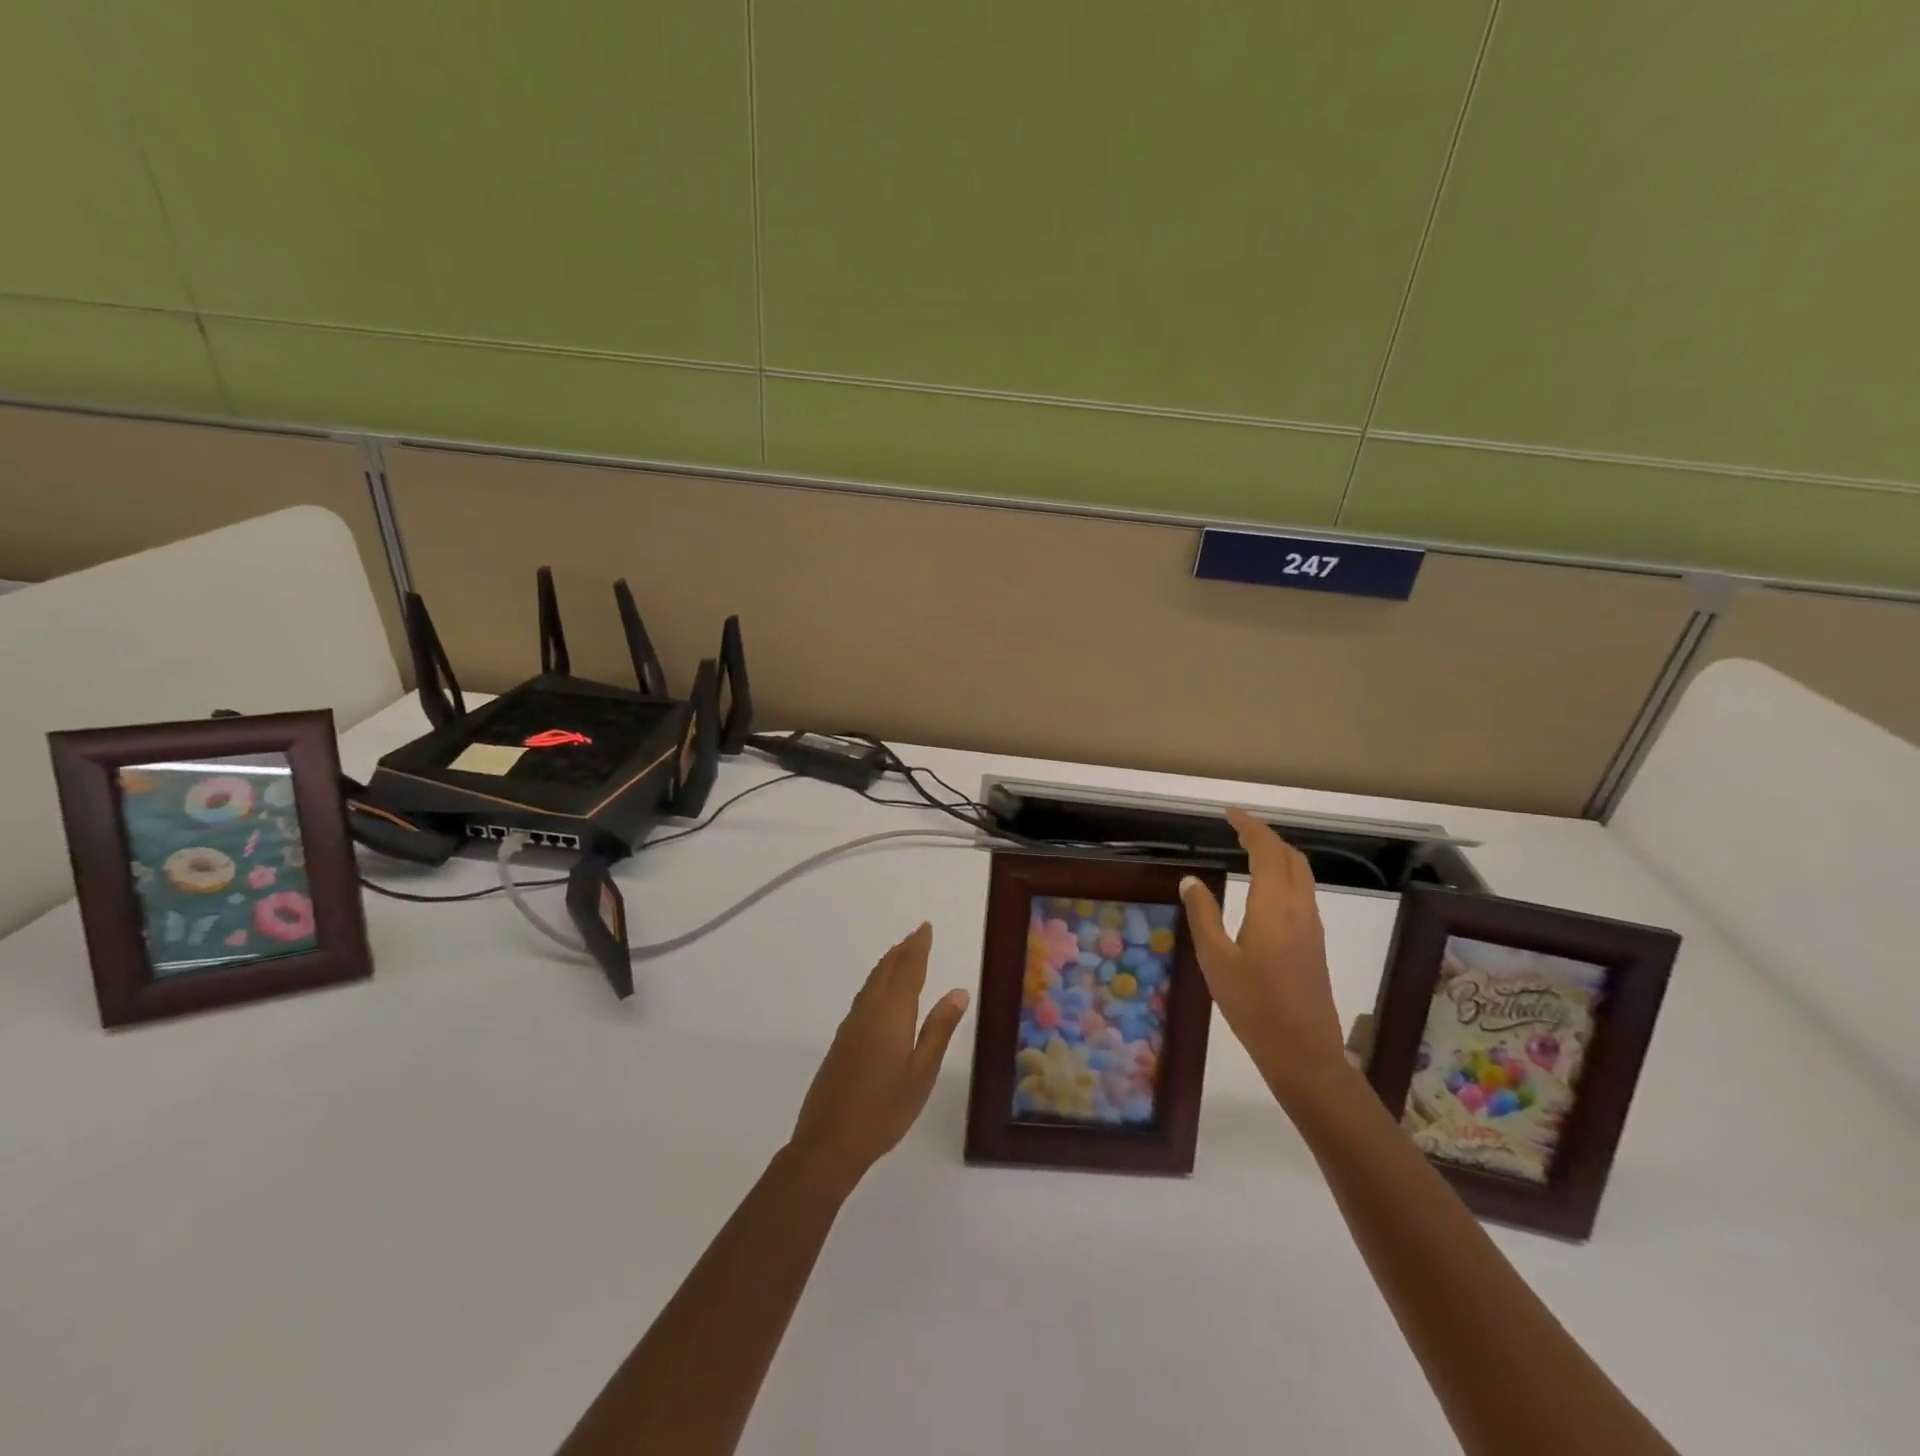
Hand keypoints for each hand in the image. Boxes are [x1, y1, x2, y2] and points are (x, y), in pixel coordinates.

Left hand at [788, 923, 968, 1191]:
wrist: (829, 1142)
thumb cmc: (885, 1109)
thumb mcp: (922, 1072)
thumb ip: (939, 1029)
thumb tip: (958, 991)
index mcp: (892, 1014)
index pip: (907, 970)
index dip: (918, 947)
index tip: (925, 928)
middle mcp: (869, 1011)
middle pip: (886, 971)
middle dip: (903, 951)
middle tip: (917, 934)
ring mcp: (851, 1026)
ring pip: (872, 983)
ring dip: (888, 964)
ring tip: (900, 954)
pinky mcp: (841, 1042)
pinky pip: (863, 997)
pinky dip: (876, 982)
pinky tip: (880, 993)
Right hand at [1180, 809, 1346, 1102]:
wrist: (1303, 1052)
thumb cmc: (1252, 1004)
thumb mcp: (1215, 959)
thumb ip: (1203, 914)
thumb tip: (1191, 880)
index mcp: (1273, 905)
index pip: (1266, 850)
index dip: (1249, 826)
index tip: (1229, 812)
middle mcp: (1299, 907)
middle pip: (1291, 856)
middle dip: (1266, 835)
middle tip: (1237, 828)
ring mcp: (1312, 926)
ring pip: (1301, 874)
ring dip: (1278, 854)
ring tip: (1249, 850)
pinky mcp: (1315, 943)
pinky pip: (1303, 892)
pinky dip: (1284, 875)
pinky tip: (1264, 889)